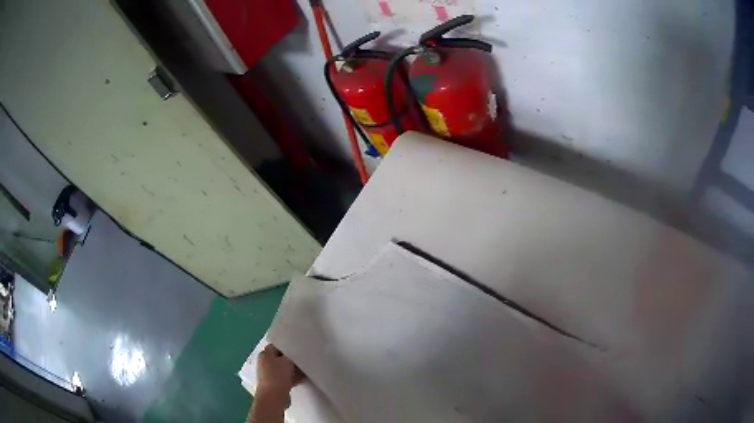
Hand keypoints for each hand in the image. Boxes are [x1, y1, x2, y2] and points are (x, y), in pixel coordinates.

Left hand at [256, 344, 298, 401]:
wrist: (274, 396)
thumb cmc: (278, 375)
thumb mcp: (286, 360)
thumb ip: (290, 354)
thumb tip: (293, 352)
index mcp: (264, 354)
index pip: (276, 346)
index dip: (287, 346)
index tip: (297, 348)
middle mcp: (264, 363)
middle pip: (280, 358)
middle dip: (291, 359)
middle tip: (302, 359)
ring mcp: (269, 374)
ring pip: (284, 369)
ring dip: (293, 369)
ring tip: (305, 369)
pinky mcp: (275, 384)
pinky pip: (286, 378)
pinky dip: (293, 377)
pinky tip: (302, 378)